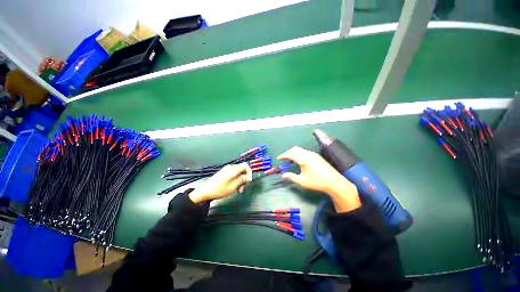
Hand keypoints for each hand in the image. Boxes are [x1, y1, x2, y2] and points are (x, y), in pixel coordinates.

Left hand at [188, 163, 252, 202]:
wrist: (206, 191)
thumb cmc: (220, 189)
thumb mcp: (233, 186)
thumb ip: (242, 180)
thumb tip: (247, 177)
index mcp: (233, 169)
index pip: (246, 165)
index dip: (249, 172)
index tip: (249, 181)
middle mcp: (231, 167)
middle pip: (242, 169)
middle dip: (244, 178)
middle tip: (243, 188)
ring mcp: (227, 169)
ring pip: (238, 172)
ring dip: (240, 180)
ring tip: (238, 190)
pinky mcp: (224, 173)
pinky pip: (233, 174)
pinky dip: (236, 179)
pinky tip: (234, 187)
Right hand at [278, 146, 360, 212]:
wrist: (334, 182)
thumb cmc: (317, 182)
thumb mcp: (302, 181)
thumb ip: (291, 177)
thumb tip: (282, 176)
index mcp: (303, 159)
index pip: (290, 154)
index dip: (283, 155)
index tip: (278, 158)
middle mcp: (308, 154)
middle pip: (295, 149)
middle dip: (288, 152)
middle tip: (283, 159)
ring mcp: (313, 154)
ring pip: (300, 149)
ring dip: (293, 153)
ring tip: (290, 160)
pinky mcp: (317, 156)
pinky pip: (304, 151)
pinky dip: (299, 153)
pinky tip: (299, 161)